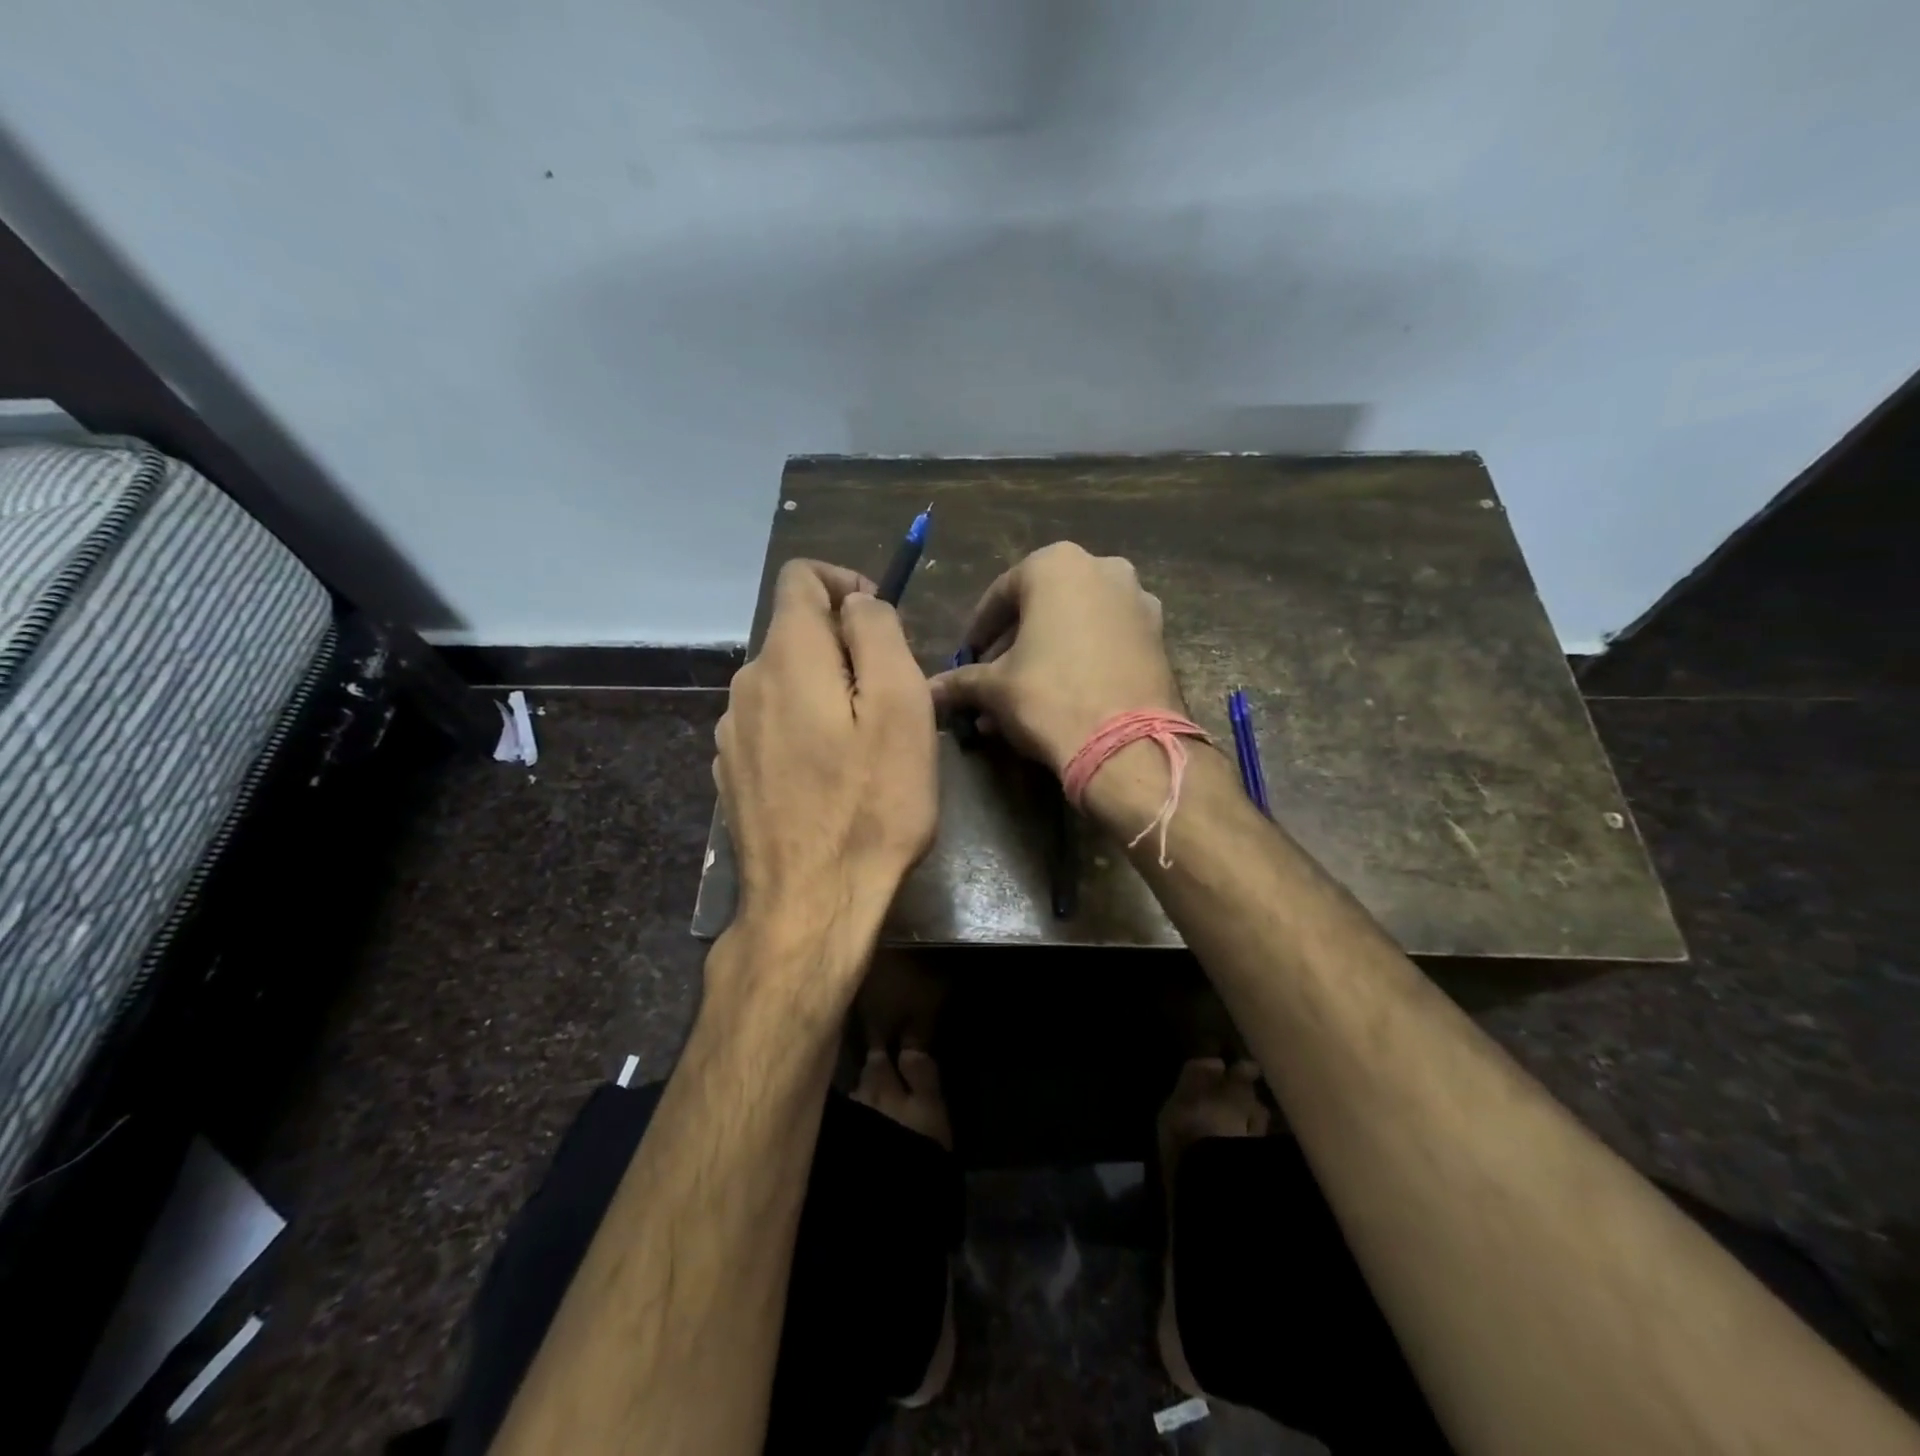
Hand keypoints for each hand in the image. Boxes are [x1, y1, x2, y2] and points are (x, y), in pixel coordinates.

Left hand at [715, 560, 937, 967]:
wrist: (811, 904)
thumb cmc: (871, 805)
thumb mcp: (901, 708)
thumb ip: (878, 635)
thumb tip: (857, 604)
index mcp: (787, 657)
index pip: (801, 578)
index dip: (846, 584)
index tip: (882, 623)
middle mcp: (746, 684)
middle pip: (796, 633)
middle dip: (845, 648)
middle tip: (891, 700)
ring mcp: (731, 732)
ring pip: (785, 681)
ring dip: (826, 691)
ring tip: (865, 745)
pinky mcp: (731, 772)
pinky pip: (771, 724)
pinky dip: (803, 727)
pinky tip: (829, 777)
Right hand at [928, 542, 1183, 775]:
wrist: (1126, 745)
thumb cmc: (1050, 697)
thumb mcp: (994, 688)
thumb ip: (961, 681)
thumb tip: (930, 690)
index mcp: (1057, 565)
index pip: (1001, 595)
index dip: (979, 631)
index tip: (966, 658)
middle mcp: (1103, 568)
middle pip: (1042, 608)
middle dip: (1013, 645)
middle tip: (992, 679)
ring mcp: (1138, 601)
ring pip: (1075, 625)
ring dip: (1045, 655)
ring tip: (1023, 696)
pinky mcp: (1158, 636)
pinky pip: (1105, 641)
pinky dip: (1080, 661)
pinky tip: (1060, 697)